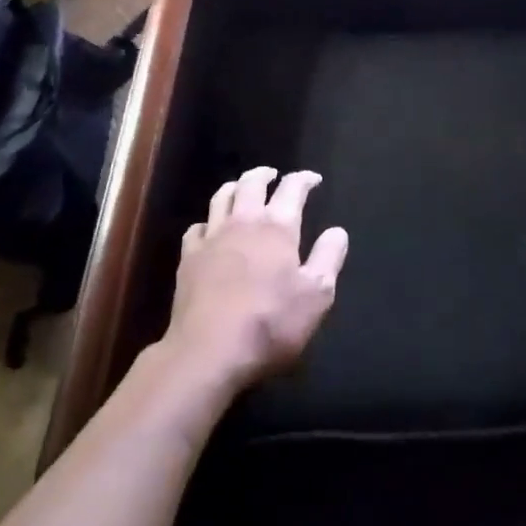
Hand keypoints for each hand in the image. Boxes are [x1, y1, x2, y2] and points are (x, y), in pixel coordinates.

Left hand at [164, 166, 349, 395]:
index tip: (313, 179)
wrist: (209, 351)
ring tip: (242, 188)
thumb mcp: (316, 296)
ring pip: (221, 197)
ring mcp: (212, 237)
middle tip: (273, 174)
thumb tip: (337, 231)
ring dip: (235, 187)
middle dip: (265, 174)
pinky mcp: (188, 257)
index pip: (292, 188)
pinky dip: (208, 222)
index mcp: (277, 227)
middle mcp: (243, 221)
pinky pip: (197, 228)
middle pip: (251, 183)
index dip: (304, 179)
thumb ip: (328, 258)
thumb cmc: (270, 323)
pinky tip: (210, 230)